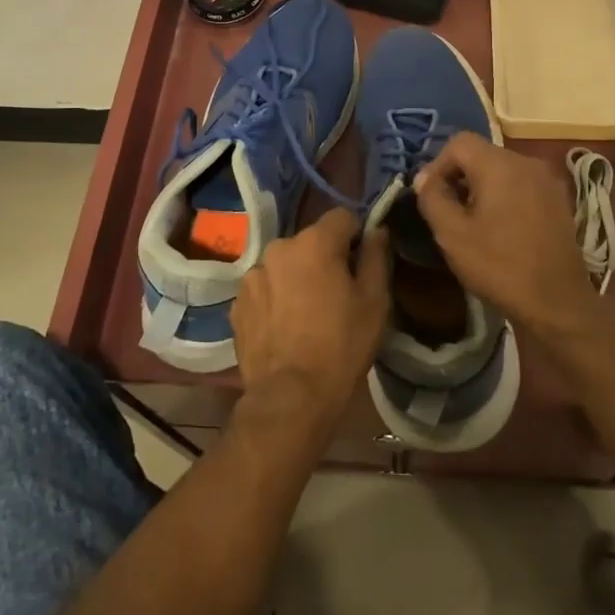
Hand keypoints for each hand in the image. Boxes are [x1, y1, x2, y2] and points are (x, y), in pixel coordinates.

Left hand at [232, 209, 389, 432]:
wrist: (290, 397)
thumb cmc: (341, 346)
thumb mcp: (374, 301)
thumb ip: (377, 256)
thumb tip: (377, 230)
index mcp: (314, 242)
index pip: (342, 217)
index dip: (356, 236)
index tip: (361, 264)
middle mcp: (279, 248)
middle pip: (311, 241)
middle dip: (325, 258)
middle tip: (337, 294)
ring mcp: (253, 275)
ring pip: (285, 264)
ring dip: (297, 277)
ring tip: (307, 314)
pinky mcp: (238, 302)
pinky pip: (265, 288)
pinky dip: (276, 298)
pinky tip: (285, 327)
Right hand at [413, 132, 599, 343]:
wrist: (557, 302)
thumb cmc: (499, 266)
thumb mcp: (452, 234)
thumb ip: (433, 198)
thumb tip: (424, 178)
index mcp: (500, 164)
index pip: (459, 142)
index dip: (438, 164)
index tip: (431, 196)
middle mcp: (527, 162)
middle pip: (482, 154)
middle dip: (459, 176)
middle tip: (447, 211)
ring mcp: (548, 180)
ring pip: (502, 169)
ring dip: (481, 187)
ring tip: (472, 221)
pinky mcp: (559, 200)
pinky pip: (522, 184)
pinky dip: (505, 196)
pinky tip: (500, 228)